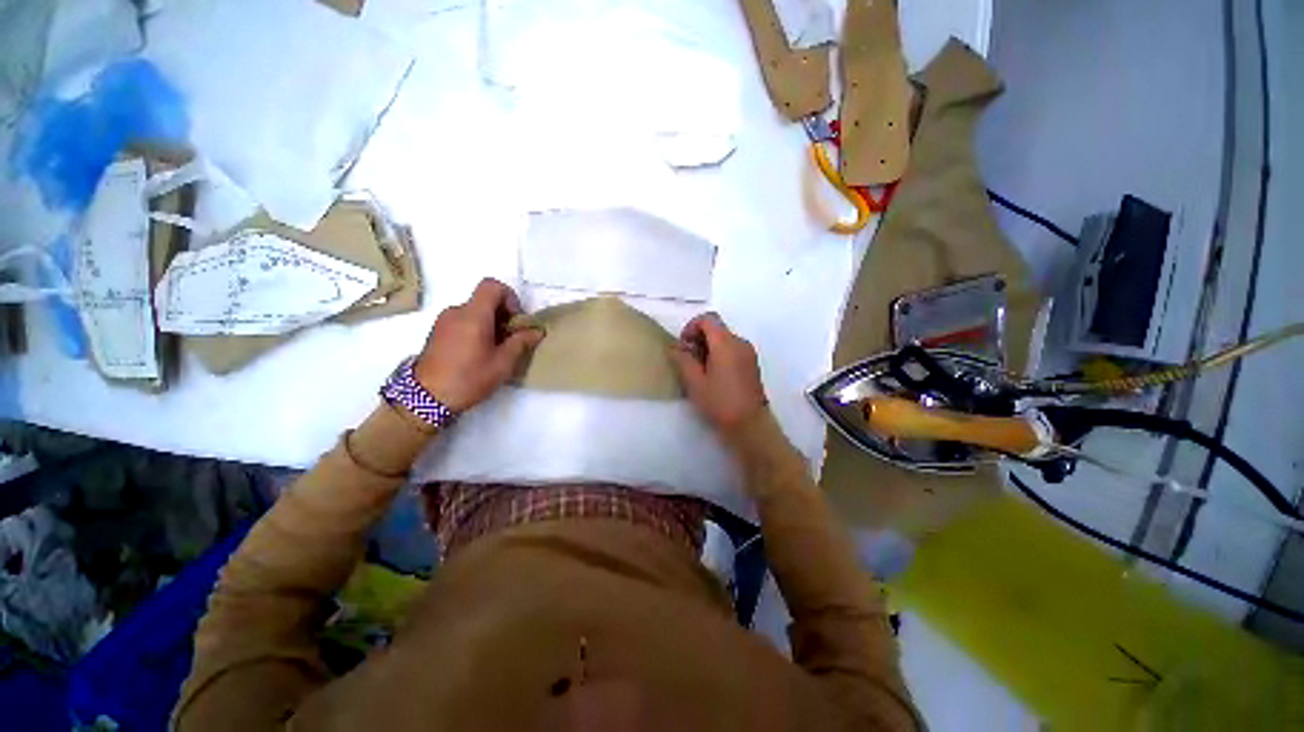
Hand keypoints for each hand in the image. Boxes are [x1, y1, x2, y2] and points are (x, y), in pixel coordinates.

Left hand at [414, 278, 543, 412]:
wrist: (426, 398)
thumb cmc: (469, 378)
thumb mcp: (503, 363)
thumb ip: (521, 342)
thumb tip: (537, 331)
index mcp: (473, 315)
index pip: (492, 286)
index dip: (510, 297)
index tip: (515, 320)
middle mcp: (456, 311)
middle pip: (484, 299)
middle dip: (503, 314)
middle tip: (510, 338)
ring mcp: (443, 321)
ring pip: (474, 311)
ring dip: (490, 323)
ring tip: (495, 349)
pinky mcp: (437, 332)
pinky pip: (462, 320)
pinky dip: (476, 328)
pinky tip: (478, 352)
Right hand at [669, 312, 767, 433]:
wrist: (750, 425)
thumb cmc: (720, 403)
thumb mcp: (694, 382)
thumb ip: (682, 359)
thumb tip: (675, 347)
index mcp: (726, 343)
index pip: (707, 319)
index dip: (691, 327)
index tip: (684, 346)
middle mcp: (740, 342)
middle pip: (716, 328)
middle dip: (699, 339)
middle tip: (688, 361)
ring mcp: (748, 353)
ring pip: (724, 339)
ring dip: (708, 348)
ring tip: (699, 371)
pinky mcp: (752, 364)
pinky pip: (732, 349)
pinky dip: (720, 354)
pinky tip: (714, 376)